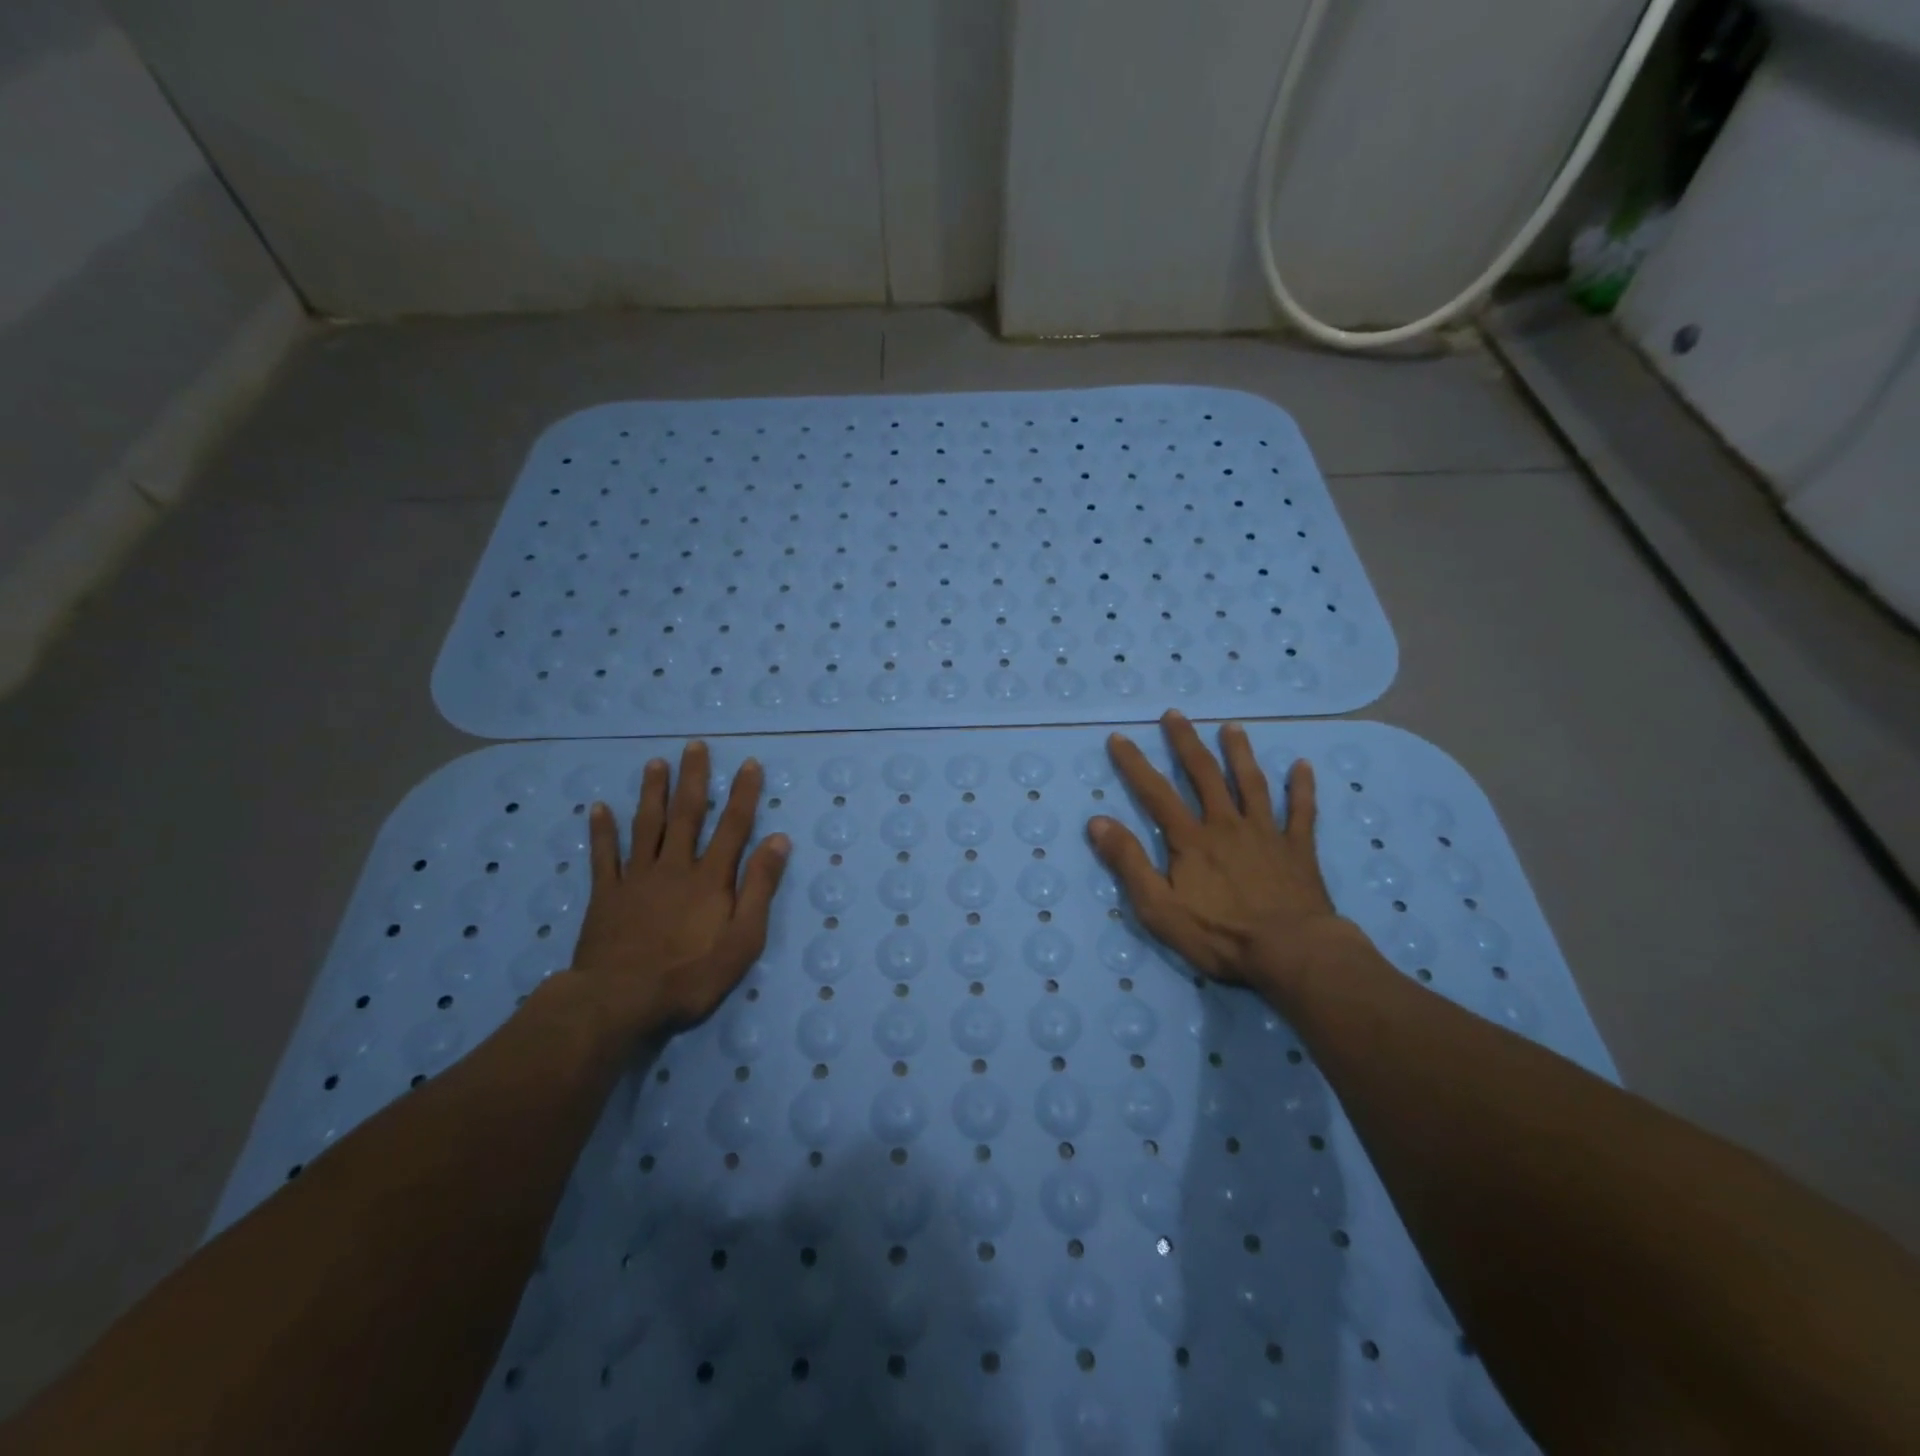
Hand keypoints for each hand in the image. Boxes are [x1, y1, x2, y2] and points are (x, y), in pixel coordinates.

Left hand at [570, 742, 789, 1038]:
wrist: (621, 1002)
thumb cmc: (690, 975)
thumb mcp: (743, 939)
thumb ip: (760, 888)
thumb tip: (778, 840)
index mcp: (710, 878)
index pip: (733, 826)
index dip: (743, 794)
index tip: (749, 763)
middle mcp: (674, 867)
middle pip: (686, 814)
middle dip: (694, 778)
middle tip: (695, 746)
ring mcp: (636, 878)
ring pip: (646, 825)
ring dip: (651, 792)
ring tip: (655, 763)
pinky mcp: (606, 896)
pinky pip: (603, 856)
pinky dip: (601, 831)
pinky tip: (597, 807)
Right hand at [1088, 711, 1356, 1001]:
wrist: (1291, 952)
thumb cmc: (1220, 935)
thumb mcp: (1159, 908)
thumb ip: (1129, 863)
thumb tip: (1098, 821)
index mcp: (1191, 839)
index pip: (1156, 793)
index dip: (1134, 764)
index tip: (1119, 738)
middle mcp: (1226, 825)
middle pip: (1204, 775)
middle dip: (1186, 742)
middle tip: (1175, 714)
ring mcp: (1266, 833)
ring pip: (1251, 783)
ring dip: (1240, 753)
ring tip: (1232, 727)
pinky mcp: (1298, 849)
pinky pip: (1301, 811)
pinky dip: (1301, 787)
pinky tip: (1302, 765)